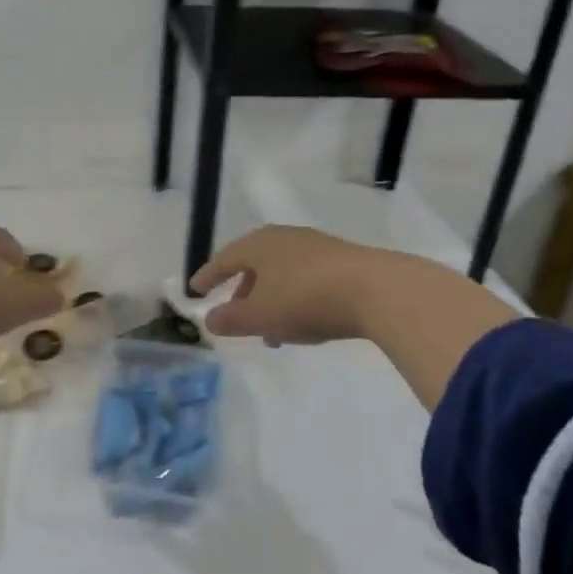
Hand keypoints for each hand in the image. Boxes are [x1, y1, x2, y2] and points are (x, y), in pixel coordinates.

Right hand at [190, 225, 518, 408]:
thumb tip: (210, 320)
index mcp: (259, 244)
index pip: (224, 259)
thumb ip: (231, 319)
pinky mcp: (344, 263)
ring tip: (271, 334)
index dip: (208, 276)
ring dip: (271, 302)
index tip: (195, 290)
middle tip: (235, 316)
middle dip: (243, 293)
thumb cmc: (305, 298)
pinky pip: (307, 282)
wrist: (377, 290)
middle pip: (255, 265)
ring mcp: (317, 249)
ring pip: (282, 275)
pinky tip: (303, 326)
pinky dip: (295, 302)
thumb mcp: (260, 315)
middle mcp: (285, 239)